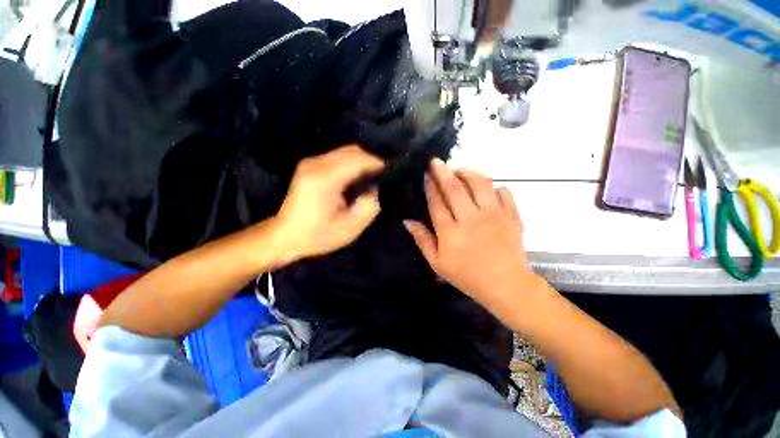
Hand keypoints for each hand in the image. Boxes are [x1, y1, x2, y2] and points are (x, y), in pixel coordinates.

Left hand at [273, 145, 383, 263]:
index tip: (390, 173)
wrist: (285, 236)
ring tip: (371, 177)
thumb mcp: (350, 228)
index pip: (358, 159)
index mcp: (325, 179)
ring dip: (361, 161)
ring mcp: (310, 162)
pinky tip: (356, 177)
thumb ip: (369, 206)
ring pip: (345, 151)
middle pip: (352, 150)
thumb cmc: (318, 235)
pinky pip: (337, 156)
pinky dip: (351, 163)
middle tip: (382, 176)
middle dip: (370, 160)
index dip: (377, 163)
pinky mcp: (309, 165)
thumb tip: (374, 188)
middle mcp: (316, 164)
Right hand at [404, 158, 538, 311]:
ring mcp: (493, 215)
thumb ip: (422, 240)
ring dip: (467, 172)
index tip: (426, 174)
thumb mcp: (437, 263)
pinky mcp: (511, 215)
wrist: (506, 285)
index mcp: (450, 232)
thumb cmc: (467, 276)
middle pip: (454, 188)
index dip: (430, 186)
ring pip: (479, 183)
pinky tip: (486, 188)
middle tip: (436, 161)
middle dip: (443, 172)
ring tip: (459, 169)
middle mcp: (470, 219)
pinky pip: (503, 191)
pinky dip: (493, 186)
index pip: (437, 202)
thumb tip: (407, 221)